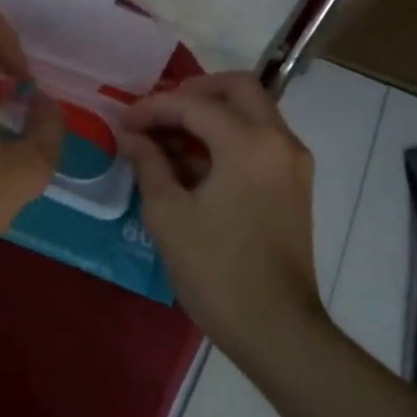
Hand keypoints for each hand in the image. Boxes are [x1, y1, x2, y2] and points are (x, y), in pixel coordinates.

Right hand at [118, 72, 322, 354]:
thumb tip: (131, 135)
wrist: (276, 329)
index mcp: (249, 143)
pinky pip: (260, 139)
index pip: (193, 104)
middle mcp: (279, 140)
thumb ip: (148, 163)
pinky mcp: (294, 184)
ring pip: (252, 111)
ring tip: (168, 137)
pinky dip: (228, 136)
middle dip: (193, 91)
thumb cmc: (216, 270)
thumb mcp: (168, 214)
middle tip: (158, 112)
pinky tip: (194, 161)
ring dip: (211, 113)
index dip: (152, 108)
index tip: (122, 120)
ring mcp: (292, 162)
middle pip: (238, 88)